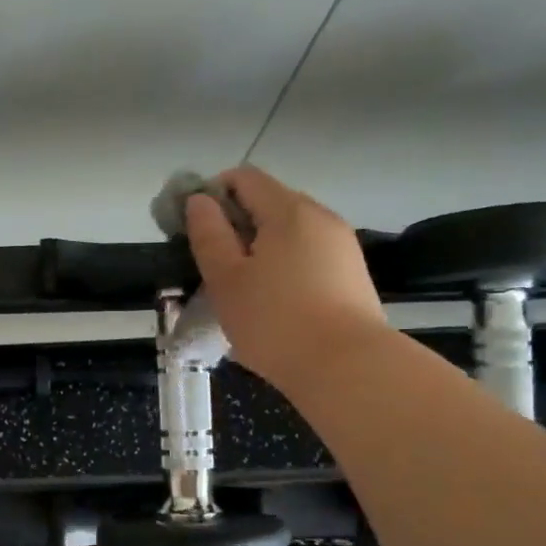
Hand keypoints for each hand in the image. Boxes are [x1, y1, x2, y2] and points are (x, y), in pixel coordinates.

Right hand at [185, 166, 386, 392]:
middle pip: (269, 204)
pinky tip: (274, 305)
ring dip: (259, 251)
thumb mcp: (226, 279)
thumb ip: (208, 235)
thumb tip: (199, 200)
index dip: (211, 194)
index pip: (244, 177)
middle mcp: (320, 217)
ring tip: (243, 291)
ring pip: (288, 233)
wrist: (346, 368)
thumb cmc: (275, 321)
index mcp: (288, 210)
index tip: (194, 230)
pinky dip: (284, 268)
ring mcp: (341, 246)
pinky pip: (307, 257)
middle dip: (236, 226)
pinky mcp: (351, 275)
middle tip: (214, 267)